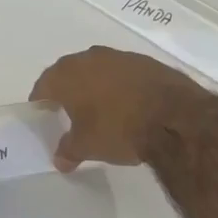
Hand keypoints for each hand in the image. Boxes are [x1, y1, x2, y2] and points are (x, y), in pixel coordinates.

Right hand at [30, 46, 204, 171]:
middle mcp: (91, 58)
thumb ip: (68, 151)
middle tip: (68, 111)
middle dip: (67, 90)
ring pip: (99, 70)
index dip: (41, 101)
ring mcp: (121, 57)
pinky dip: (120, 87)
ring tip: (99, 109)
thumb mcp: (86, 147)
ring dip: (95, 86)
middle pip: (70, 73)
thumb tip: (60, 159)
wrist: (175, 118)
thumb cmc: (118, 129)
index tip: (43, 114)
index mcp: (68, 74)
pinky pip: (124, 74)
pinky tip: (127, 105)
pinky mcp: (148, 63)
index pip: (44, 85)